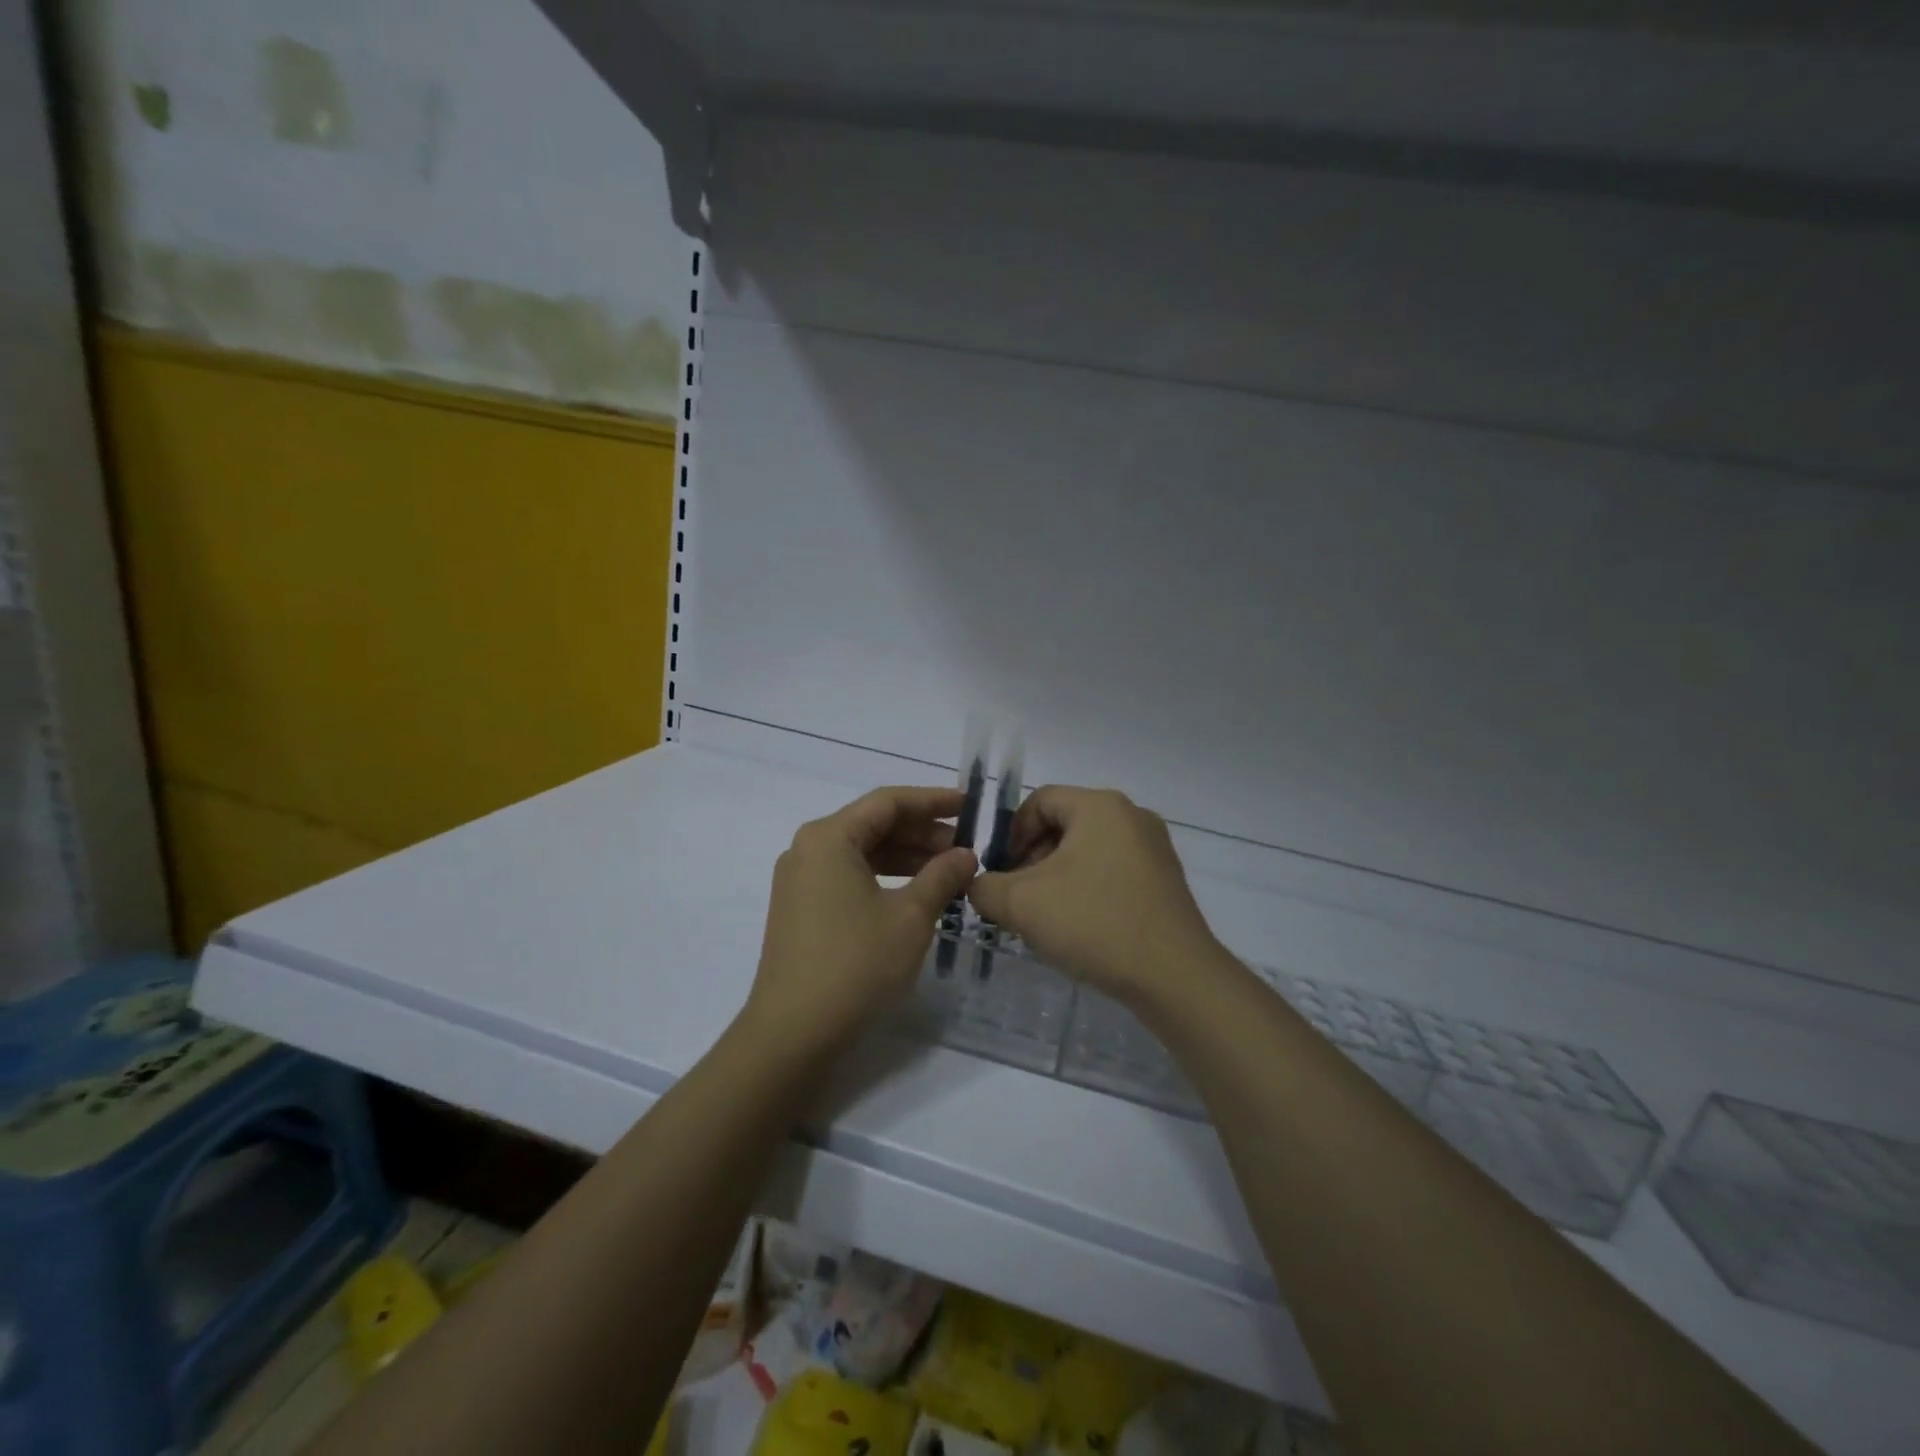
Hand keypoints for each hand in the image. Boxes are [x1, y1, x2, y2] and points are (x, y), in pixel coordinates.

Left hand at [742, 786, 977, 1054]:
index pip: (888, 802)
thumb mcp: (910, 916)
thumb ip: (942, 876)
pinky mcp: (801, 909)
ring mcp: (800, 880)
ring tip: (949, 871)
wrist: (792, 1033)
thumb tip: (966, 855)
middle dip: (922, 832)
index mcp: (829, 837)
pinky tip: (916, 893)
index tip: (970, 806)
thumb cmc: (855, 964)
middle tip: (966, 847)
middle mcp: (808, 849)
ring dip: (906, 857)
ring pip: (862, 852)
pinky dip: (885, 878)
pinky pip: (849, 876)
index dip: (933, 801)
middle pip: (873, 825)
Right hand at [967, 786, 1220, 1003]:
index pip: (1040, 801)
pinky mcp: (1165, 880)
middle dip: (1033, 858)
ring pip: (1088, 850)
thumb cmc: (1094, 923)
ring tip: (1046, 917)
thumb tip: (980, 885)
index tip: (1001, 873)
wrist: (1175, 976)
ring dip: (1058, 877)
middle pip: (1065, 824)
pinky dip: (1088, 889)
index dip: (1011, 833)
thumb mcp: (1022, 904)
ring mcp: (1154, 848)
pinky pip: (1113, 871)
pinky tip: (1080, 927)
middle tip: (1018, 897)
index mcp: (1100, 806)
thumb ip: (986, 887)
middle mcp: (1131, 816)